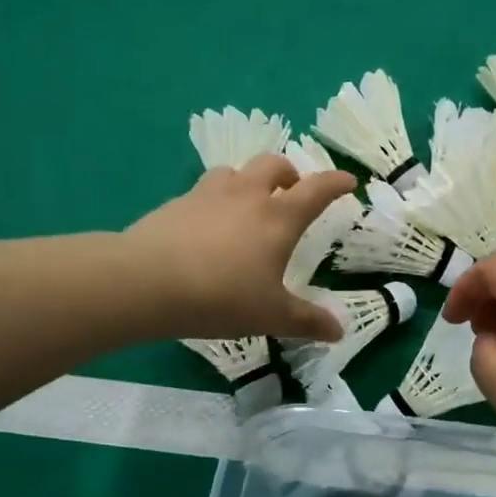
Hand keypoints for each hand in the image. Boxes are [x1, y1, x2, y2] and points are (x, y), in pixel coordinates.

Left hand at [125, 155, 356, 340]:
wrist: (147, 282)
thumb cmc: (222, 296)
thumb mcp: (272, 316)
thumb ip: (307, 322)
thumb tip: (339, 331)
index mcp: (278, 218)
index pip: (317, 190)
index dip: (336, 183)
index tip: (348, 182)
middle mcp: (247, 196)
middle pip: (273, 165)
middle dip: (289, 173)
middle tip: (291, 190)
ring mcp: (207, 195)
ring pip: (233, 172)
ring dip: (247, 181)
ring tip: (246, 203)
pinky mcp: (175, 205)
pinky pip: (202, 193)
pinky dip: (213, 202)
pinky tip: (206, 226)